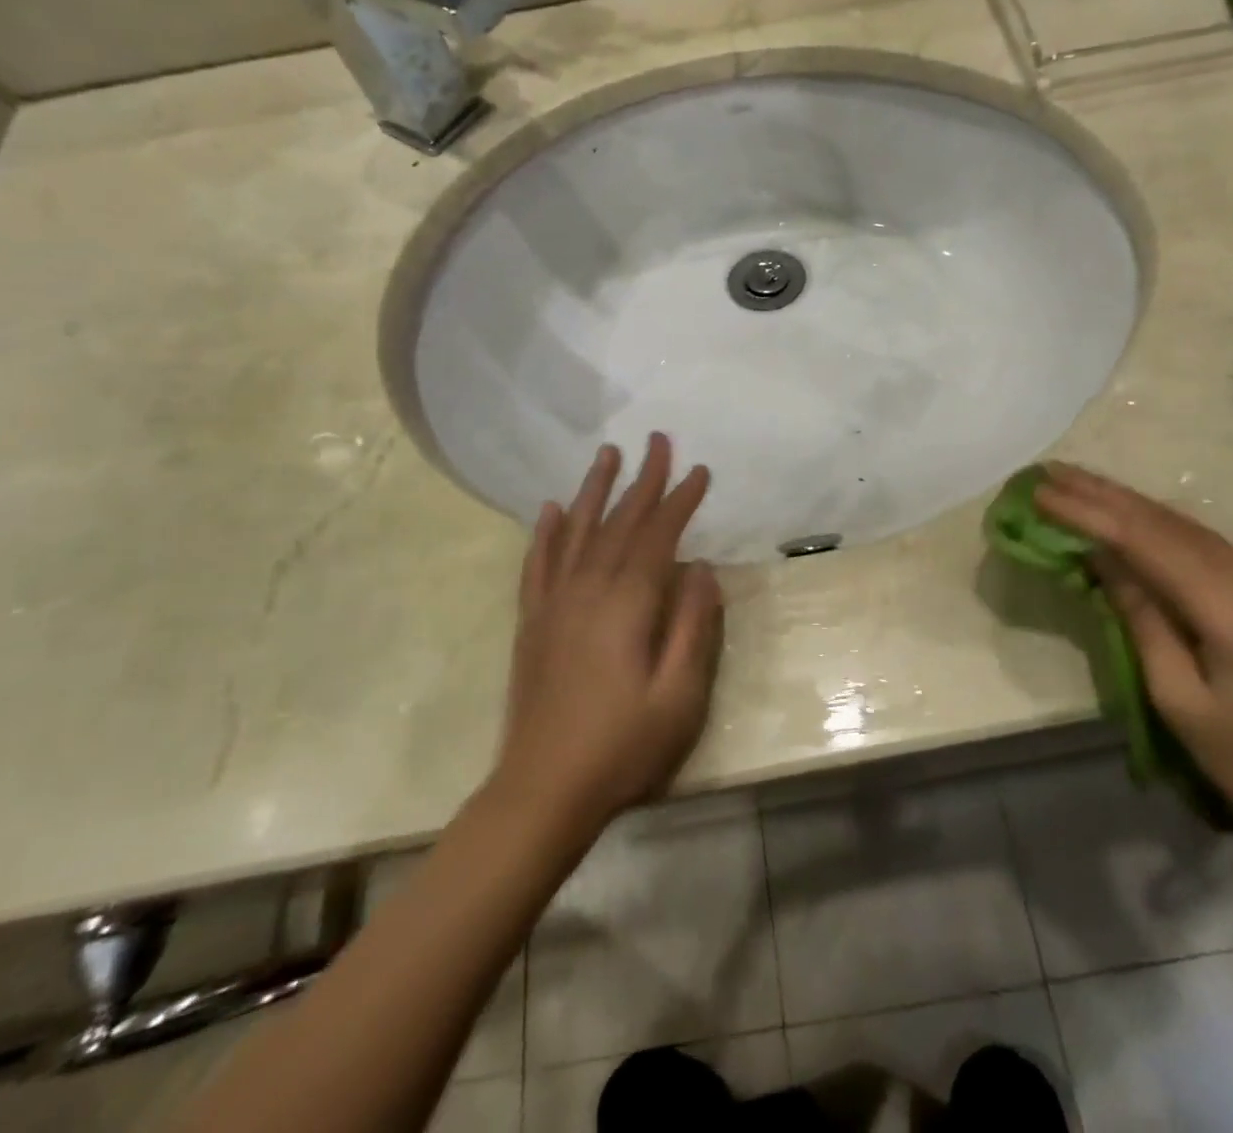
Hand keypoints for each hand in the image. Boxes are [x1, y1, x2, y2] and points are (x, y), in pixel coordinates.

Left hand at [494, 434, 722, 832]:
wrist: (542, 791)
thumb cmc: (622, 747)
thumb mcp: (679, 695)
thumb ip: (694, 626)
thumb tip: (700, 568)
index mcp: (626, 605)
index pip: (657, 537)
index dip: (679, 501)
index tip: (698, 470)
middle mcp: (586, 590)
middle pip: (618, 523)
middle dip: (642, 481)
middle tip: (657, 441)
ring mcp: (553, 604)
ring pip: (575, 532)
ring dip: (593, 490)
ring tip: (607, 454)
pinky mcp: (532, 622)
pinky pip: (537, 563)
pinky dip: (544, 532)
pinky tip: (549, 509)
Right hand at [1035, 464, 1232, 850]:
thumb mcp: (1180, 700)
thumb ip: (1141, 619)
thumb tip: (1102, 559)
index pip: (1147, 544)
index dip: (1089, 514)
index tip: (1042, 492)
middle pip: (1169, 523)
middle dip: (1103, 494)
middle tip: (1050, 472)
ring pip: (1188, 527)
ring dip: (1128, 503)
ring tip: (1077, 483)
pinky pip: (1205, 545)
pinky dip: (1157, 526)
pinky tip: (1127, 514)